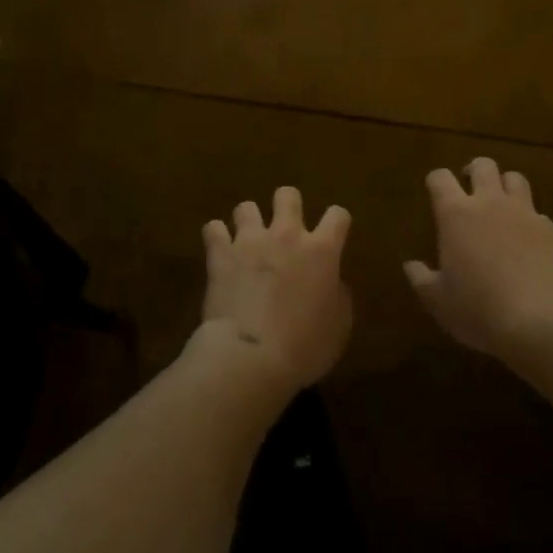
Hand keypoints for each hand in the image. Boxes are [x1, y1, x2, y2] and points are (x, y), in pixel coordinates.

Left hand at [193, 187, 352, 394]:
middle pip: (288, 195)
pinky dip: (216, 237)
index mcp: (321, 251)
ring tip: (247, 240)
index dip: (337, 222)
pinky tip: (218, 249)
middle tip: (285, 228)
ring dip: (248, 221)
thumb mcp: (338, 328)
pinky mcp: (221, 254)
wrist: (251, 358)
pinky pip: (213, 229)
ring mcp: (251, 241)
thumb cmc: (304, 348)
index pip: (338, 215)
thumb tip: (333, 283)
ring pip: (246, 207)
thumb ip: (338, 296)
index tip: (333, 234)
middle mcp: (287, 235)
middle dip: (287, 205)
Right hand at [405, 158, 552, 359]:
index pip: (440, 178)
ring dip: (505, 185)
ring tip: (502, 204)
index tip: (435, 192)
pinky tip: (529, 240)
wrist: (542, 320)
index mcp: (456, 214)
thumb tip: (410, 266)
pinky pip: (538, 212)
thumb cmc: (480, 309)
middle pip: (483, 165)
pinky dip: (530, 219)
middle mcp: (489, 202)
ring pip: (515, 178)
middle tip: (470, 188)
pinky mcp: (551, 229)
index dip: (436, 181)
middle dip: (474, 171)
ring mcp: (524, 212)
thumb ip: (422, 280)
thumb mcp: (440, 302)